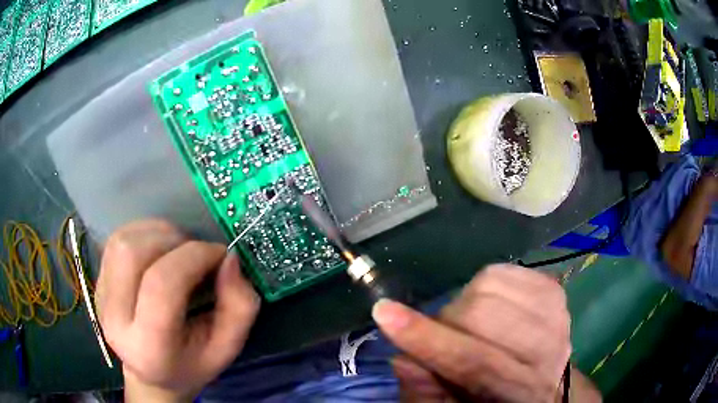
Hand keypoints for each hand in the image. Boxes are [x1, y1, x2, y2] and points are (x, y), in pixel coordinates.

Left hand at [96, 220, 259, 401]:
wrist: (152, 374)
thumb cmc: (191, 364)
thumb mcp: (227, 348)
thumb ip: (239, 307)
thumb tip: (229, 259)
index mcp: (148, 346)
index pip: (161, 285)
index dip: (193, 258)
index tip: (220, 255)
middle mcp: (115, 320)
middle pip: (133, 254)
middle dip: (172, 241)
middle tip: (196, 252)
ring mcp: (101, 297)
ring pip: (122, 240)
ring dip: (157, 234)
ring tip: (178, 250)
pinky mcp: (97, 281)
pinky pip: (117, 239)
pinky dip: (143, 233)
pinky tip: (159, 249)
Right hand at [373, 264, 574, 402]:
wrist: (543, 380)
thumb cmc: (492, 398)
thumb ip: (426, 393)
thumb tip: (402, 358)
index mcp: (520, 391)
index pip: (474, 362)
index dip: (427, 338)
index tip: (384, 312)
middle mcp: (547, 352)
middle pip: (484, 316)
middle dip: (446, 320)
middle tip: (440, 334)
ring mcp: (555, 315)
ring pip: (492, 288)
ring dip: (464, 303)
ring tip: (467, 323)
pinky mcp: (554, 290)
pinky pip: (506, 271)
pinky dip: (485, 284)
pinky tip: (488, 304)